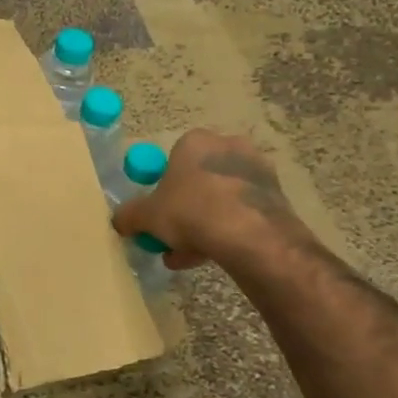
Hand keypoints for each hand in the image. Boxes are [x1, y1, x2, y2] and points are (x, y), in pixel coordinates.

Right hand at [111, 129, 309, 270]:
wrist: (252, 237)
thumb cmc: (191, 212)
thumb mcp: (146, 216)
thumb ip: (129, 216)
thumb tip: (120, 221)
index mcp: (195, 141)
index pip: (172, 159)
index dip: (162, 187)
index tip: (157, 211)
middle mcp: (229, 147)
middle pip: (198, 180)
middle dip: (183, 210)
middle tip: (170, 236)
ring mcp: (257, 171)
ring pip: (220, 199)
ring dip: (203, 224)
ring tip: (187, 256)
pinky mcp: (277, 197)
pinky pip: (242, 212)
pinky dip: (227, 231)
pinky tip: (211, 256)